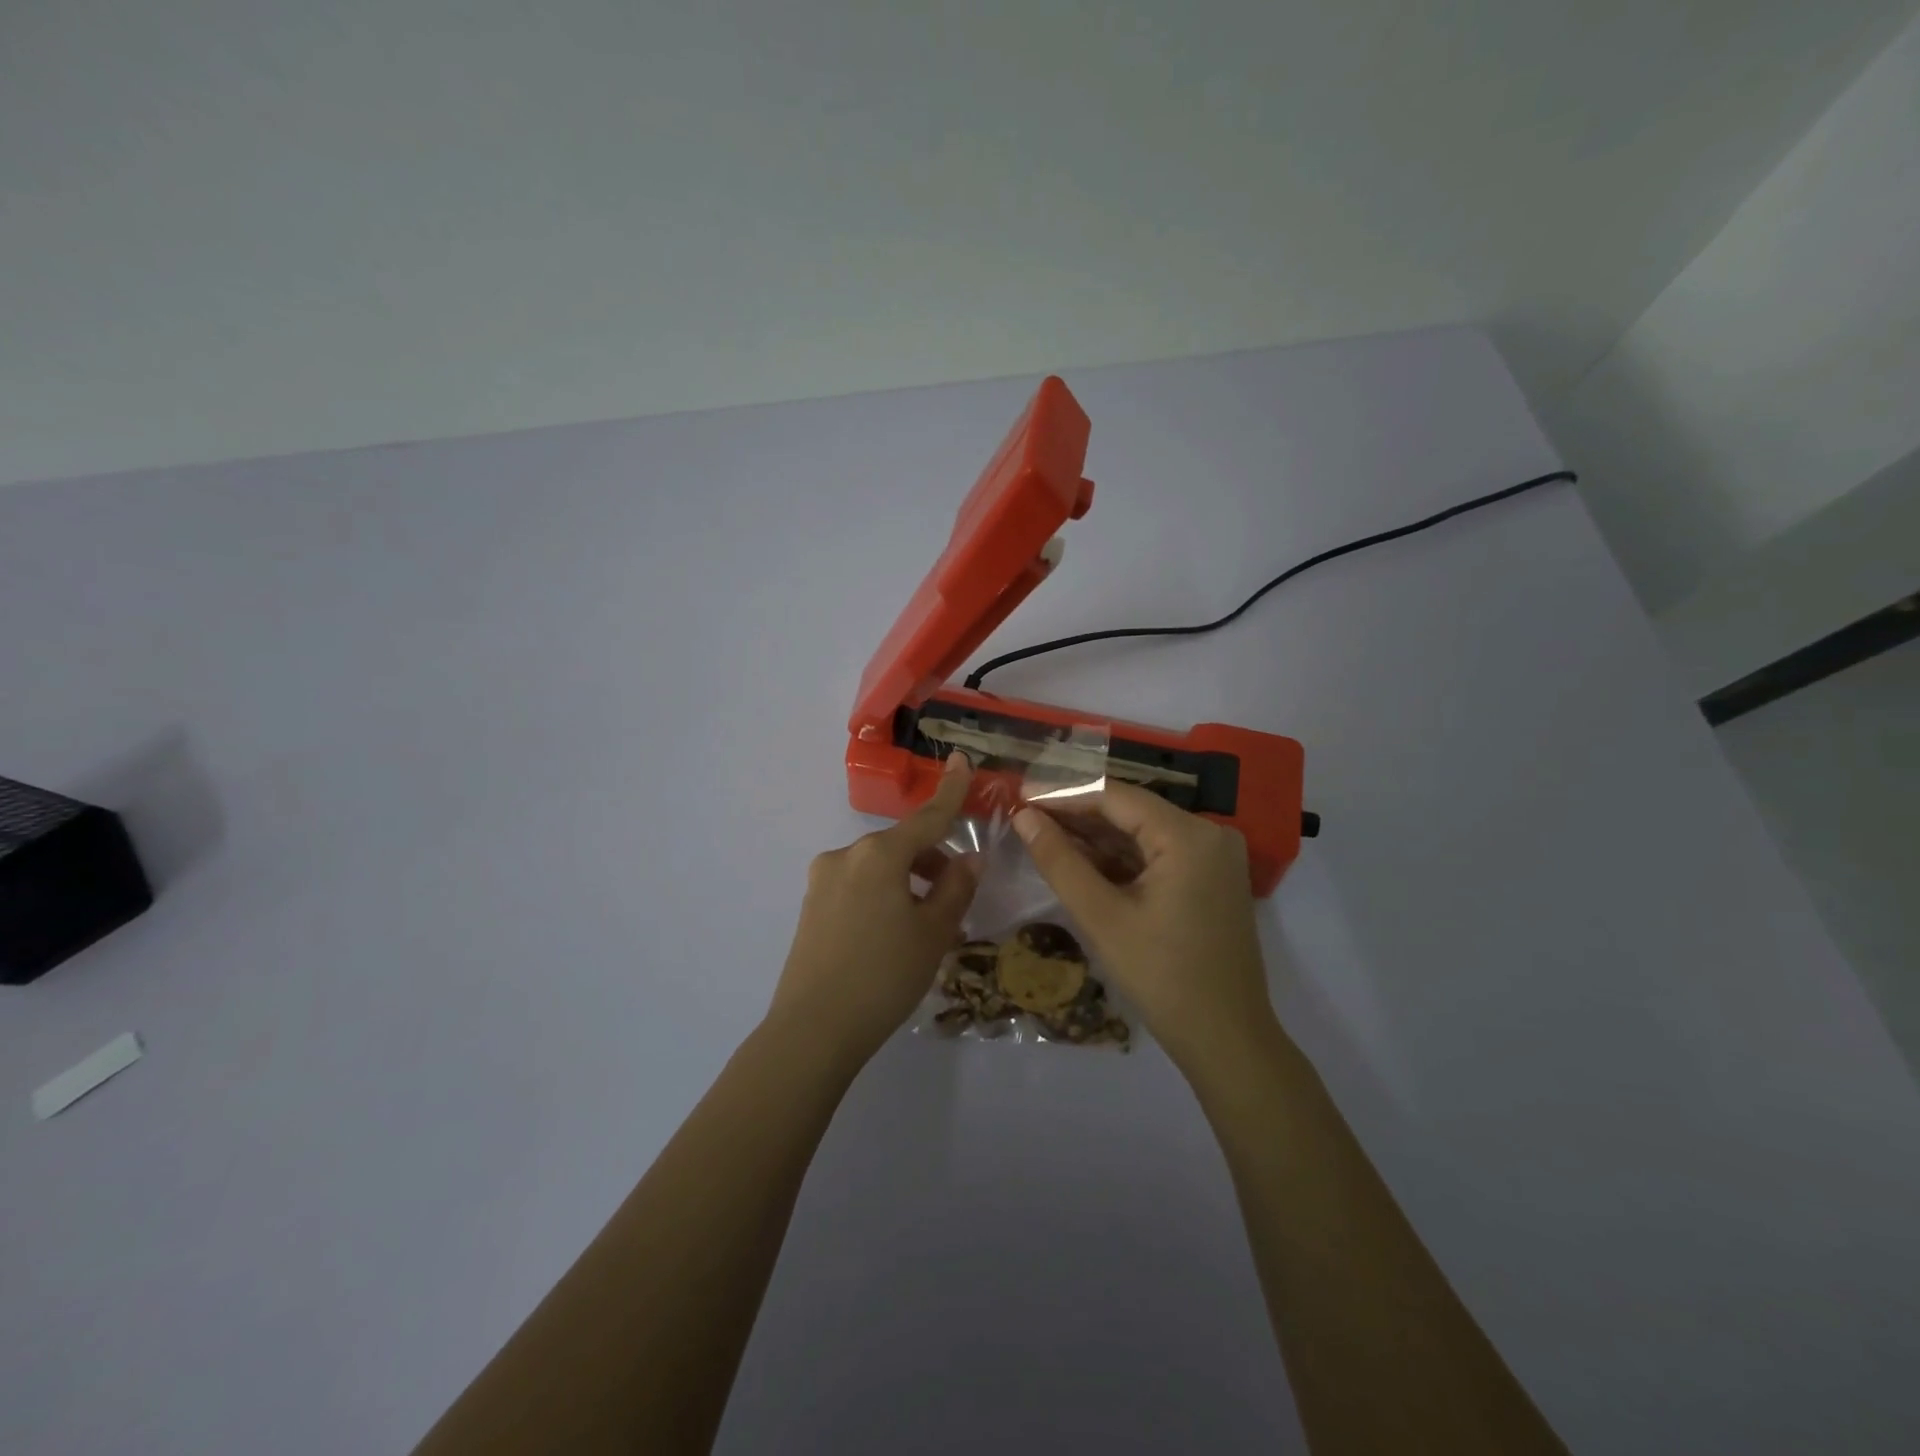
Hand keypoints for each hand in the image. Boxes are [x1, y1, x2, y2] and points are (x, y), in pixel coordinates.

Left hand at [768, 753, 978, 1068]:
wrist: (812, 1030)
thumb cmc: (884, 976)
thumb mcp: (933, 932)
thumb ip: (956, 888)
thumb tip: (969, 859)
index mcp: (879, 854)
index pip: (927, 817)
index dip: (950, 791)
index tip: (961, 760)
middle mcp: (846, 856)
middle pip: (902, 846)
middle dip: (933, 862)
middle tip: (957, 901)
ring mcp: (823, 880)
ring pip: (880, 869)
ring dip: (909, 883)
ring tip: (927, 929)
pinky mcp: (811, 906)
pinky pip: (859, 887)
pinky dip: (884, 896)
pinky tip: (893, 936)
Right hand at [1013, 784, 1276, 1069]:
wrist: (1226, 1039)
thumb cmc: (1162, 977)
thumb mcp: (1102, 917)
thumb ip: (1059, 861)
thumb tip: (1024, 817)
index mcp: (1189, 835)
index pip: (1116, 796)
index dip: (1063, 793)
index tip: (1020, 795)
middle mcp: (1209, 833)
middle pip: (1131, 811)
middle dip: (1077, 814)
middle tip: (1026, 816)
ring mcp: (1214, 856)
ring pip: (1142, 832)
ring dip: (1096, 836)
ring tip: (1043, 834)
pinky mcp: (1211, 878)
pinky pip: (1158, 854)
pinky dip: (1120, 858)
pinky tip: (1081, 860)